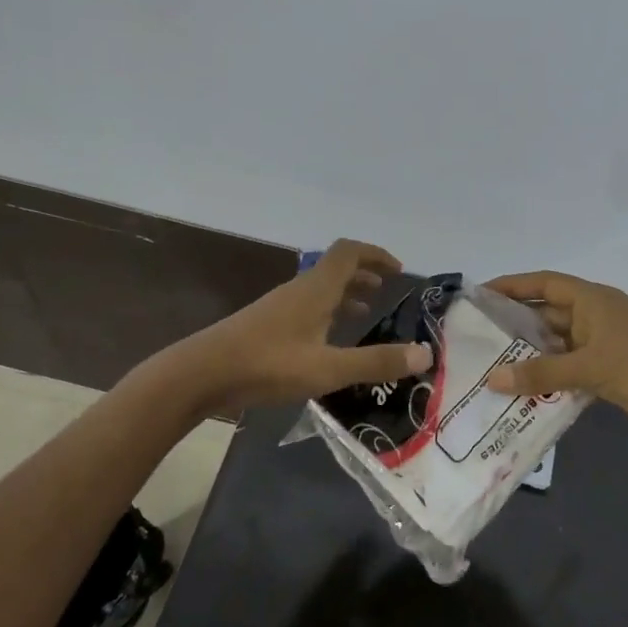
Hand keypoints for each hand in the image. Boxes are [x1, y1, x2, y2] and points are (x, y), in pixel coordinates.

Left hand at [162, 240, 432, 415]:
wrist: (201, 374)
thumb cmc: (268, 365)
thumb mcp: (328, 368)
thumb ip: (376, 361)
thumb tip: (426, 354)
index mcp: (316, 289)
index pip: (350, 252)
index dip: (376, 254)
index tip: (398, 270)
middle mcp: (299, 290)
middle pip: (335, 268)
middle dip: (364, 274)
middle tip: (386, 290)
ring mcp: (279, 306)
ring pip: (319, 289)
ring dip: (345, 294)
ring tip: (365, 312)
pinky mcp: (266, 324)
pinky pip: (306, 307)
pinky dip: (327, 313)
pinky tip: (328, 341)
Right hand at [482, 270, 627, 450]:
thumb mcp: (589, 366)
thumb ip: (540, 372)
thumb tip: (492, 379)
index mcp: (592, 300)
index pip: (543, 283)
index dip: (511, 285)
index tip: (479, 295)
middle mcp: (594, 316)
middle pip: (546, 313)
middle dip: (514, 325)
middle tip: (476, 338)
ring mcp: (602, 344)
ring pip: (556, 344)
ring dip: (529, 355)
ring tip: (490, 367)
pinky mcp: (608, 370)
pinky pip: (568, 368)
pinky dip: (547, 377)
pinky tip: (522, 391)